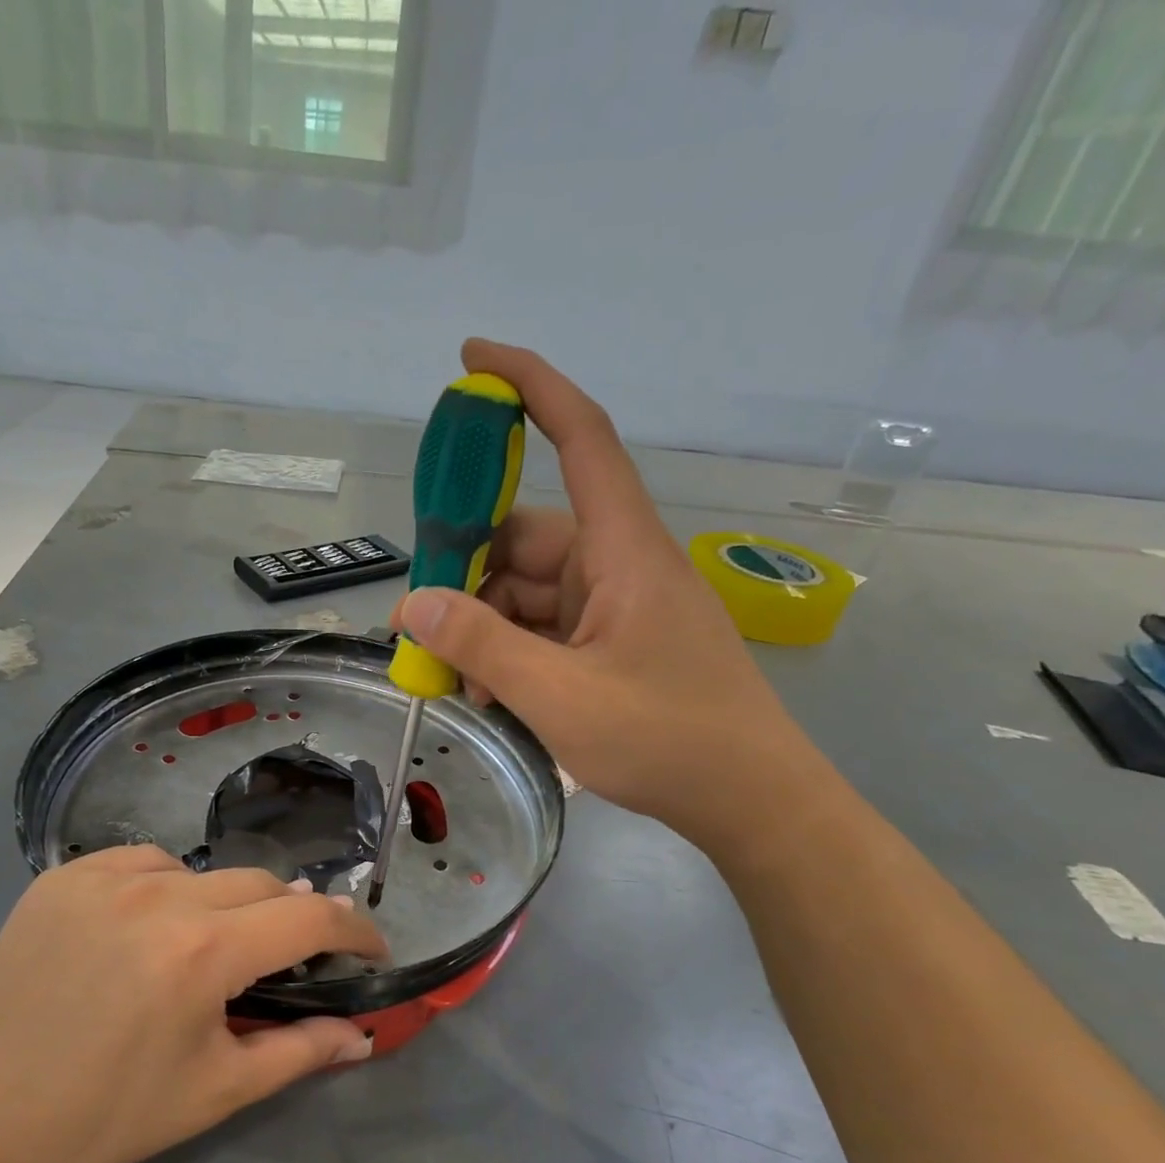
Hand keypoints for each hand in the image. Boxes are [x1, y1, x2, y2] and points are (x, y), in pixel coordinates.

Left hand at [0, 846, 386, 1162]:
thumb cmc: (108, 1117)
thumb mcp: (216, 1090)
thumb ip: (301, 1052)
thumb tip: (364, 1035)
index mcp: (203, 952)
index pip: (308, 916)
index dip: (354, 929)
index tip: (371, 948)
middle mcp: (159, 895)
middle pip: (260, 884)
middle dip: (290, 917)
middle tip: (289, 958)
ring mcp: (104, 876)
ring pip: (202, 871)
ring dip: (224, 904)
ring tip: (207, 949)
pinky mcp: (63, 875)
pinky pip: (141, 861)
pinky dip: (164, 887)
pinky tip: (146, 927)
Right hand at [399, 338, 830, 858]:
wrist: (750, 801)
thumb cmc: (668, 740)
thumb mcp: (560, 696)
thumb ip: (482, 647)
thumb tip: (414, 604)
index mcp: (623, 550)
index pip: (580, 438)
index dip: (529, 386)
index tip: (473, 359)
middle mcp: (618, 564)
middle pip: (527, 537)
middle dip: (469, 576)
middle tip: (422, 625)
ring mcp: (616, 606)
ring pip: (528, 591)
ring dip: (486, 629)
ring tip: (460, 685)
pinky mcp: (614, 642)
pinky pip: (546, 627)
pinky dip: (512, 652)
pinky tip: (492, 695)